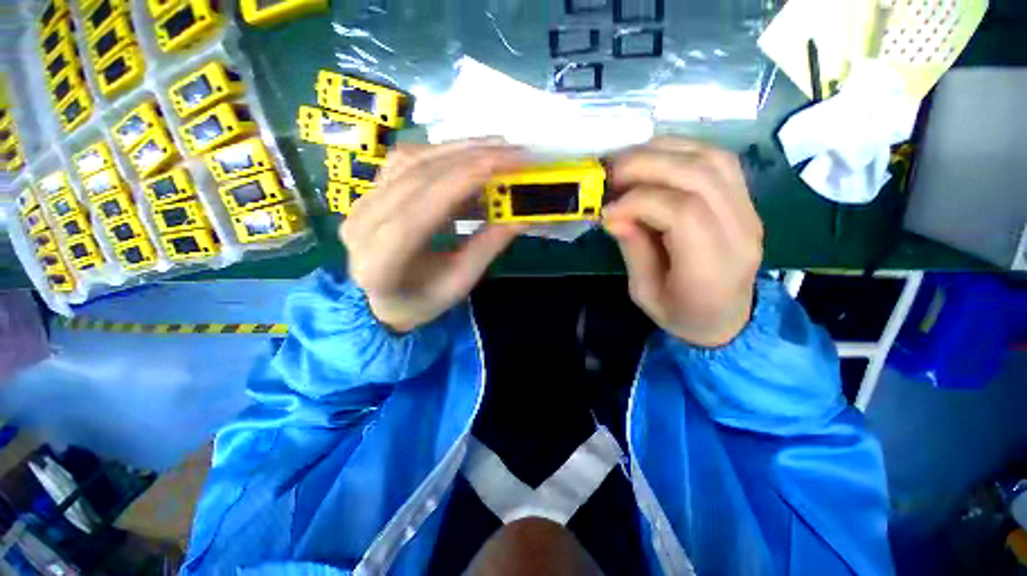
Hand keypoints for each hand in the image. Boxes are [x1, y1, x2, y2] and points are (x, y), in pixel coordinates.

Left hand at [341, 140, 525, 332]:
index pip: (420, 211)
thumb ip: (486, 247)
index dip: (461, 181)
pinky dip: (442, 153)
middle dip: (469, 158)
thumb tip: (521, 217)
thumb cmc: (423, 299)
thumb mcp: (459, 283)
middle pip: (416, 177)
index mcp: (382, 262)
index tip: (504, 163)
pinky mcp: (371, 191)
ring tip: (497, 149)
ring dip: (458, 149)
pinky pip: (406, 161)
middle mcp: (364, 225)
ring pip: (410, 160)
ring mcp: (362, 203)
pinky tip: (468, 156)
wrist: (385, 298)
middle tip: (513, 152)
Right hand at [603, 137, 763, 347]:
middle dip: (645, 166)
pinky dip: (680, 150)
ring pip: (711, 159)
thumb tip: (613, 215)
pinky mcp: (745, 199)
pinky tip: (653, 159)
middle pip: (699, 175)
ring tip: (626, 163)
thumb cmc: (682, 314)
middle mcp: (739, 231)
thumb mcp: (645, 294)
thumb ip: (633, 251)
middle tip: (609, 175)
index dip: (638, 202)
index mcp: (712, 267)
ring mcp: (749, 210)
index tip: (606, 211)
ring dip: (662, 151)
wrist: (728, 318)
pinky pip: (717, 159)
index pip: (683, 213)